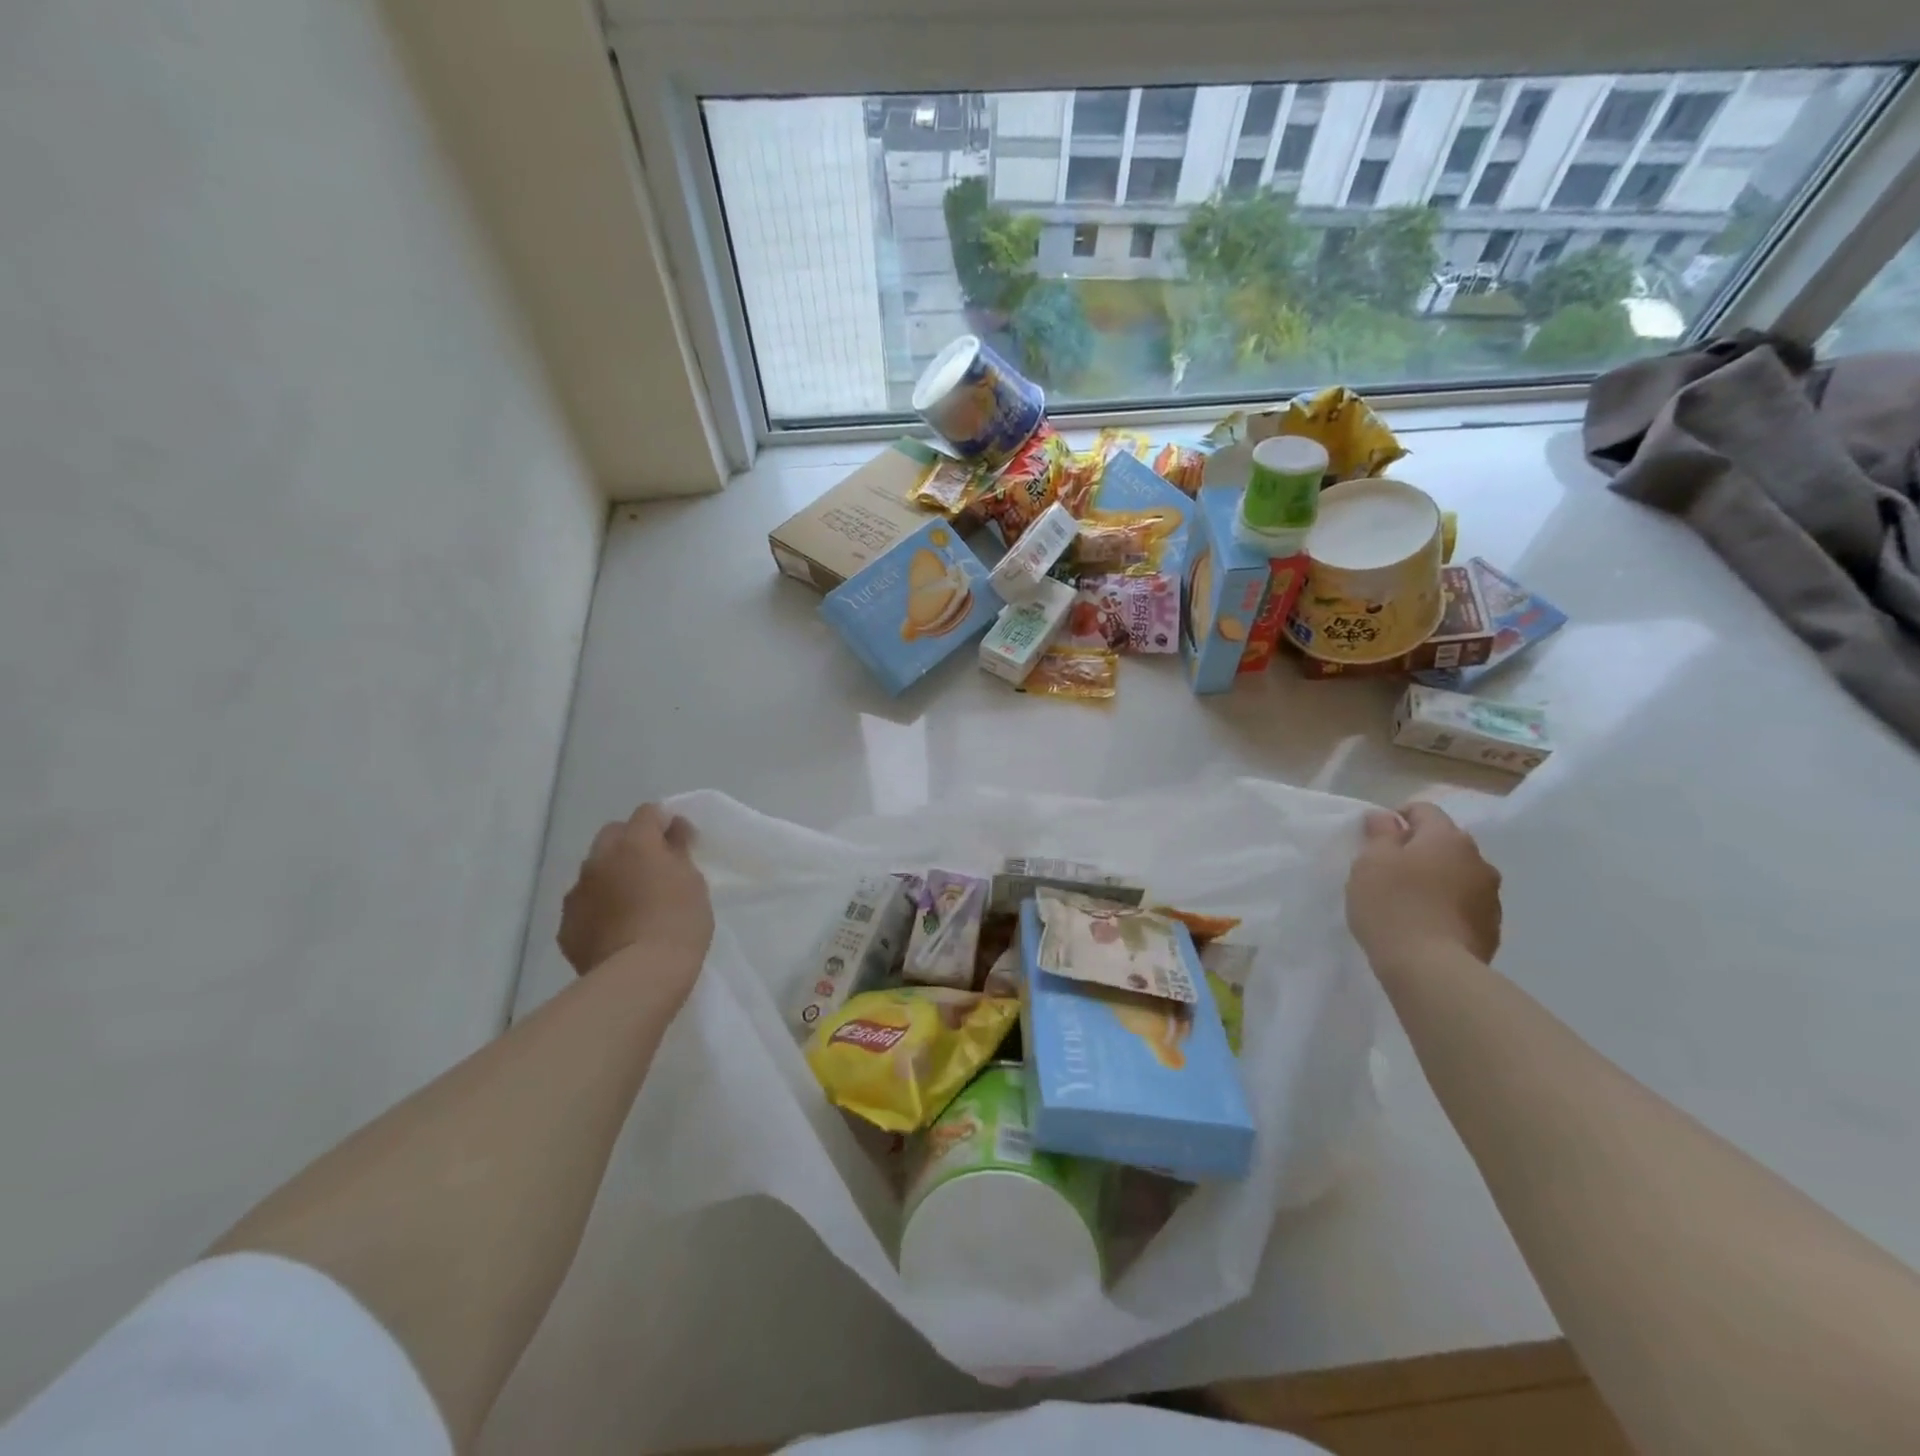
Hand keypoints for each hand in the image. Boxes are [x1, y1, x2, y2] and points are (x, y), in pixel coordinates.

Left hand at [558, 805, 713, 989]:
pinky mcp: (566, 925)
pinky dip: (599, 908)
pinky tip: (616, 929)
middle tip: (654, 869)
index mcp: (635, 843)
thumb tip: (673, 832)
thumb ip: (679, 852)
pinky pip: (585, 904)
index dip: (664, 822)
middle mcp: (599, 859)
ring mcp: (577, 892)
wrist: (639, 976)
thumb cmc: (678, 922)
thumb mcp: (693, 882)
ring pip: (594, 870)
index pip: (648, 812)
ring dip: (612, 875)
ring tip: (633, 902)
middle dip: (632, 842)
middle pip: (613, 834)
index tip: (679, 841)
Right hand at [1346, 801, 1501, 967]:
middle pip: (1445, 843)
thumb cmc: (1393, 905)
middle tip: (1389, 871)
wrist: (1432, 969)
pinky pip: (1465, 905)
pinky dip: (1447, 906)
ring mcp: (1490, 896)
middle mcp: (1478, 860)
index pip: (1424, 810)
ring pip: (1458, 875)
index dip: (1398, 817)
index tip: (1377, 838)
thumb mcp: (1371, 862)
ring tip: (1410, 901)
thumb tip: (1386, 816)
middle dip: (1420, 850)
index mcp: (1447, 838)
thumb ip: (1380, 834)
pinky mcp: (1492, 929)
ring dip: (1438, 879)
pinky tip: (1426, 924)